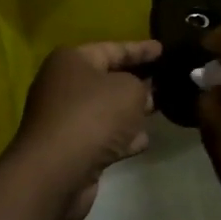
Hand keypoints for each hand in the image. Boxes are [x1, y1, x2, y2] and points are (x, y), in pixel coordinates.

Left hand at [8, 40, 160, 219]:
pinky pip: (101, 135)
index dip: (140, 49)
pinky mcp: (68, 148)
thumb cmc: (93, 116)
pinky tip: (142, 141)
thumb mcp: (129, 90)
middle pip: (107, 79)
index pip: (113, 49)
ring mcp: (63, 119)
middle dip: (136, 81)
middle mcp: (62, 86)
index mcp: (71, 61)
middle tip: (163, 81)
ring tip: (158, 110)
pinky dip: (121, 137)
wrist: (57, 170)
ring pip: (105, 110)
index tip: (163, 49)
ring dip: (129, 112)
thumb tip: (141, 95)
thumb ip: (141, 86)